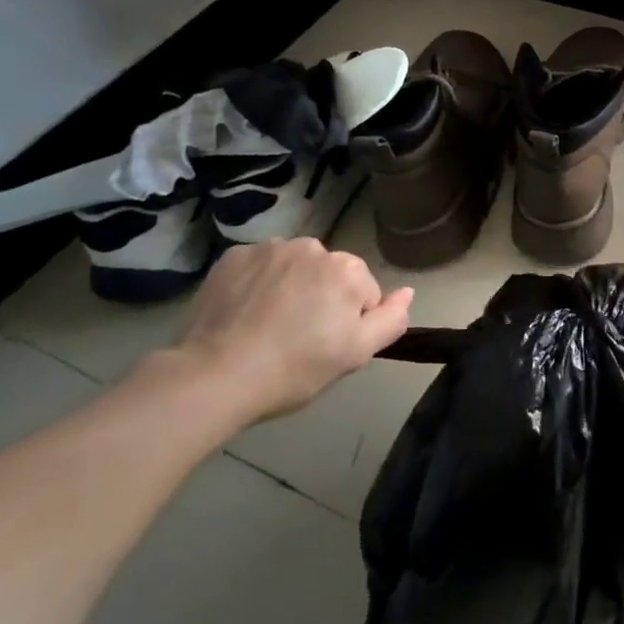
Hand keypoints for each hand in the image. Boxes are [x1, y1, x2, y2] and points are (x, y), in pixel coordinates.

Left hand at [160, 238, 412, 421]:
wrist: (215, 376)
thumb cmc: (294, 369)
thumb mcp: (356, 354)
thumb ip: (390, 319)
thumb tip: (408, 291)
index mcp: (347, 270)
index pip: (363, 292)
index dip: (349, 322)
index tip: (326, 346)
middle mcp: (312, 247)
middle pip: (329, 274)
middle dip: (321, 298)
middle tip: (298, 338)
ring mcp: (269, 248)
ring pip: (294, 267)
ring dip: (290, 287)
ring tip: (268, 326)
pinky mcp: (233, 256)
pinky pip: (259, 266)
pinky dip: (257, 283)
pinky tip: (244, 313)